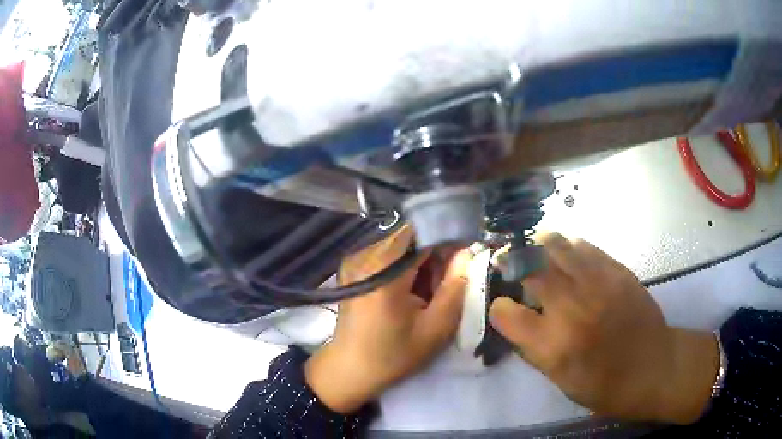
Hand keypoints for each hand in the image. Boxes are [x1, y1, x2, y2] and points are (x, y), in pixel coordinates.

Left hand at [306, 227, 469, 413]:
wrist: (350, 369)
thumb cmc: (393, 355)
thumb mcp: (435, 328)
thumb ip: (455, 288)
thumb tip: (466, 253)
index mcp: (384, 271)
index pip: (422, 233)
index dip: (448, 239)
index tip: (465, 254)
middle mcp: (365, 256)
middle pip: (410, 236)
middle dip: (435, 251)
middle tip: (450, 277)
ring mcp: (356, 259)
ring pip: (400, 243)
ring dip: (421, 258)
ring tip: (432, 286)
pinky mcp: (353, 267)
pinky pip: (388, 253)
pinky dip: (406, 264)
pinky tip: (413, 288)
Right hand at [489, 233, 717, 423]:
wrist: (653, 367)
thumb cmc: (604, 385)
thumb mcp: (560, 381)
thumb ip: (535, 349)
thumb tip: (518, 322)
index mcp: (552, 346)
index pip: (508, 314)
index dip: (500, 307)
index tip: (502, 305)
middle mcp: (571, 310)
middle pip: (531, 270)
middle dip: (513, 262)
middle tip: (507, 259)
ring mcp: (597, 285)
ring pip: (558, 248)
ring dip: (540, 245)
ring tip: (534, 246)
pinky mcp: (618, 272)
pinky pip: (586, 248)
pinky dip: (571, 247)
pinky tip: (568, 250)